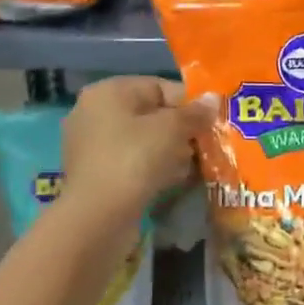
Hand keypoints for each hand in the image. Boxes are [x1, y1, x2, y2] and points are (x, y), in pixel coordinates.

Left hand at [61, 76, 216, 222]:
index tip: (210, 123)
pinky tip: (172, 182)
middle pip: (150, 114)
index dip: (188, 103)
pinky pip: (131, 162)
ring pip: (142, 141)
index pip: (158, 87)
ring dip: (169, 151)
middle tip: (204, 146)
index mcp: (108, 92)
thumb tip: (212, 98)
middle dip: (180, 130)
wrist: (97, 217)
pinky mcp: (95, 174)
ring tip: (192, 167)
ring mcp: (91, 145)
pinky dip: (152, 168)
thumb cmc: (134, 160)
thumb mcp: (171, 130)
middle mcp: (94, 113)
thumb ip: (194, 113)